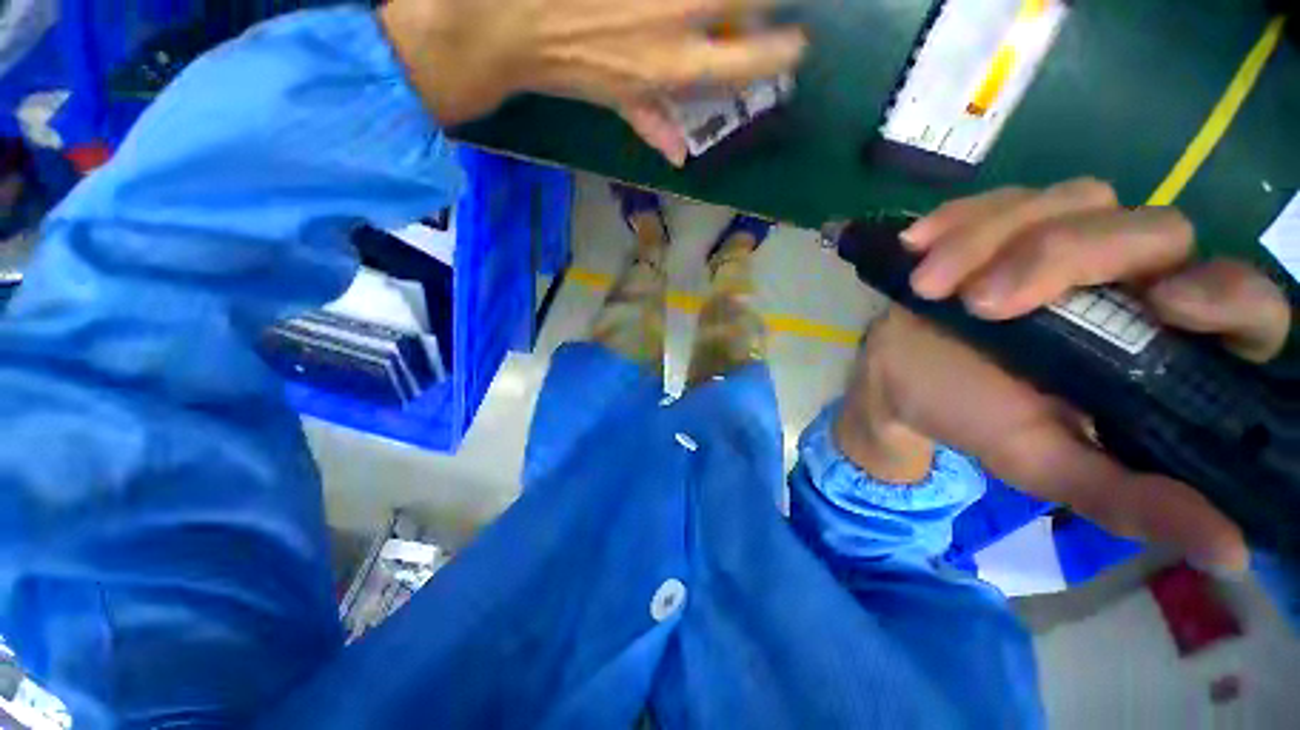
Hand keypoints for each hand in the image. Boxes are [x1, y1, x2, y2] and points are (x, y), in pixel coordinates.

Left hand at [379, 0, 806, 165]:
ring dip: (738, 1)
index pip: (752, 62)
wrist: (510, 17)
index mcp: (677, 67)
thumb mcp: (616, 101)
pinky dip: (687, 2)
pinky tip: (676, 9)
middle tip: (770, 10)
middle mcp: (683, 17)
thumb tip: (680, 154)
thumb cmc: (567, 64)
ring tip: (735, 10)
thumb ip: (653, 123)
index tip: (794, 46)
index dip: (781, 53)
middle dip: (772, 4)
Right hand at [863, 179, 1290, 571]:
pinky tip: (919, 249)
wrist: (896, 379)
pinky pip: (996, 198)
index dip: (1226, 293)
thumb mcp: (1046, 464)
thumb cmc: (970, 416)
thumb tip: (1233, 553)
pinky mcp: (1001, 222)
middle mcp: (1128, 277)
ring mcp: (1062, 236)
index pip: (1240, 300)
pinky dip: (956, 221)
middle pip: (1148, 229)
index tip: (1165, 307)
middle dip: (1062, 258)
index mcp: (1157, 343)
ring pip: (1070, 200)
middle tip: (982, 305)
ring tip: (931, 287)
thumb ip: (1132, 499)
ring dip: (990, 241)